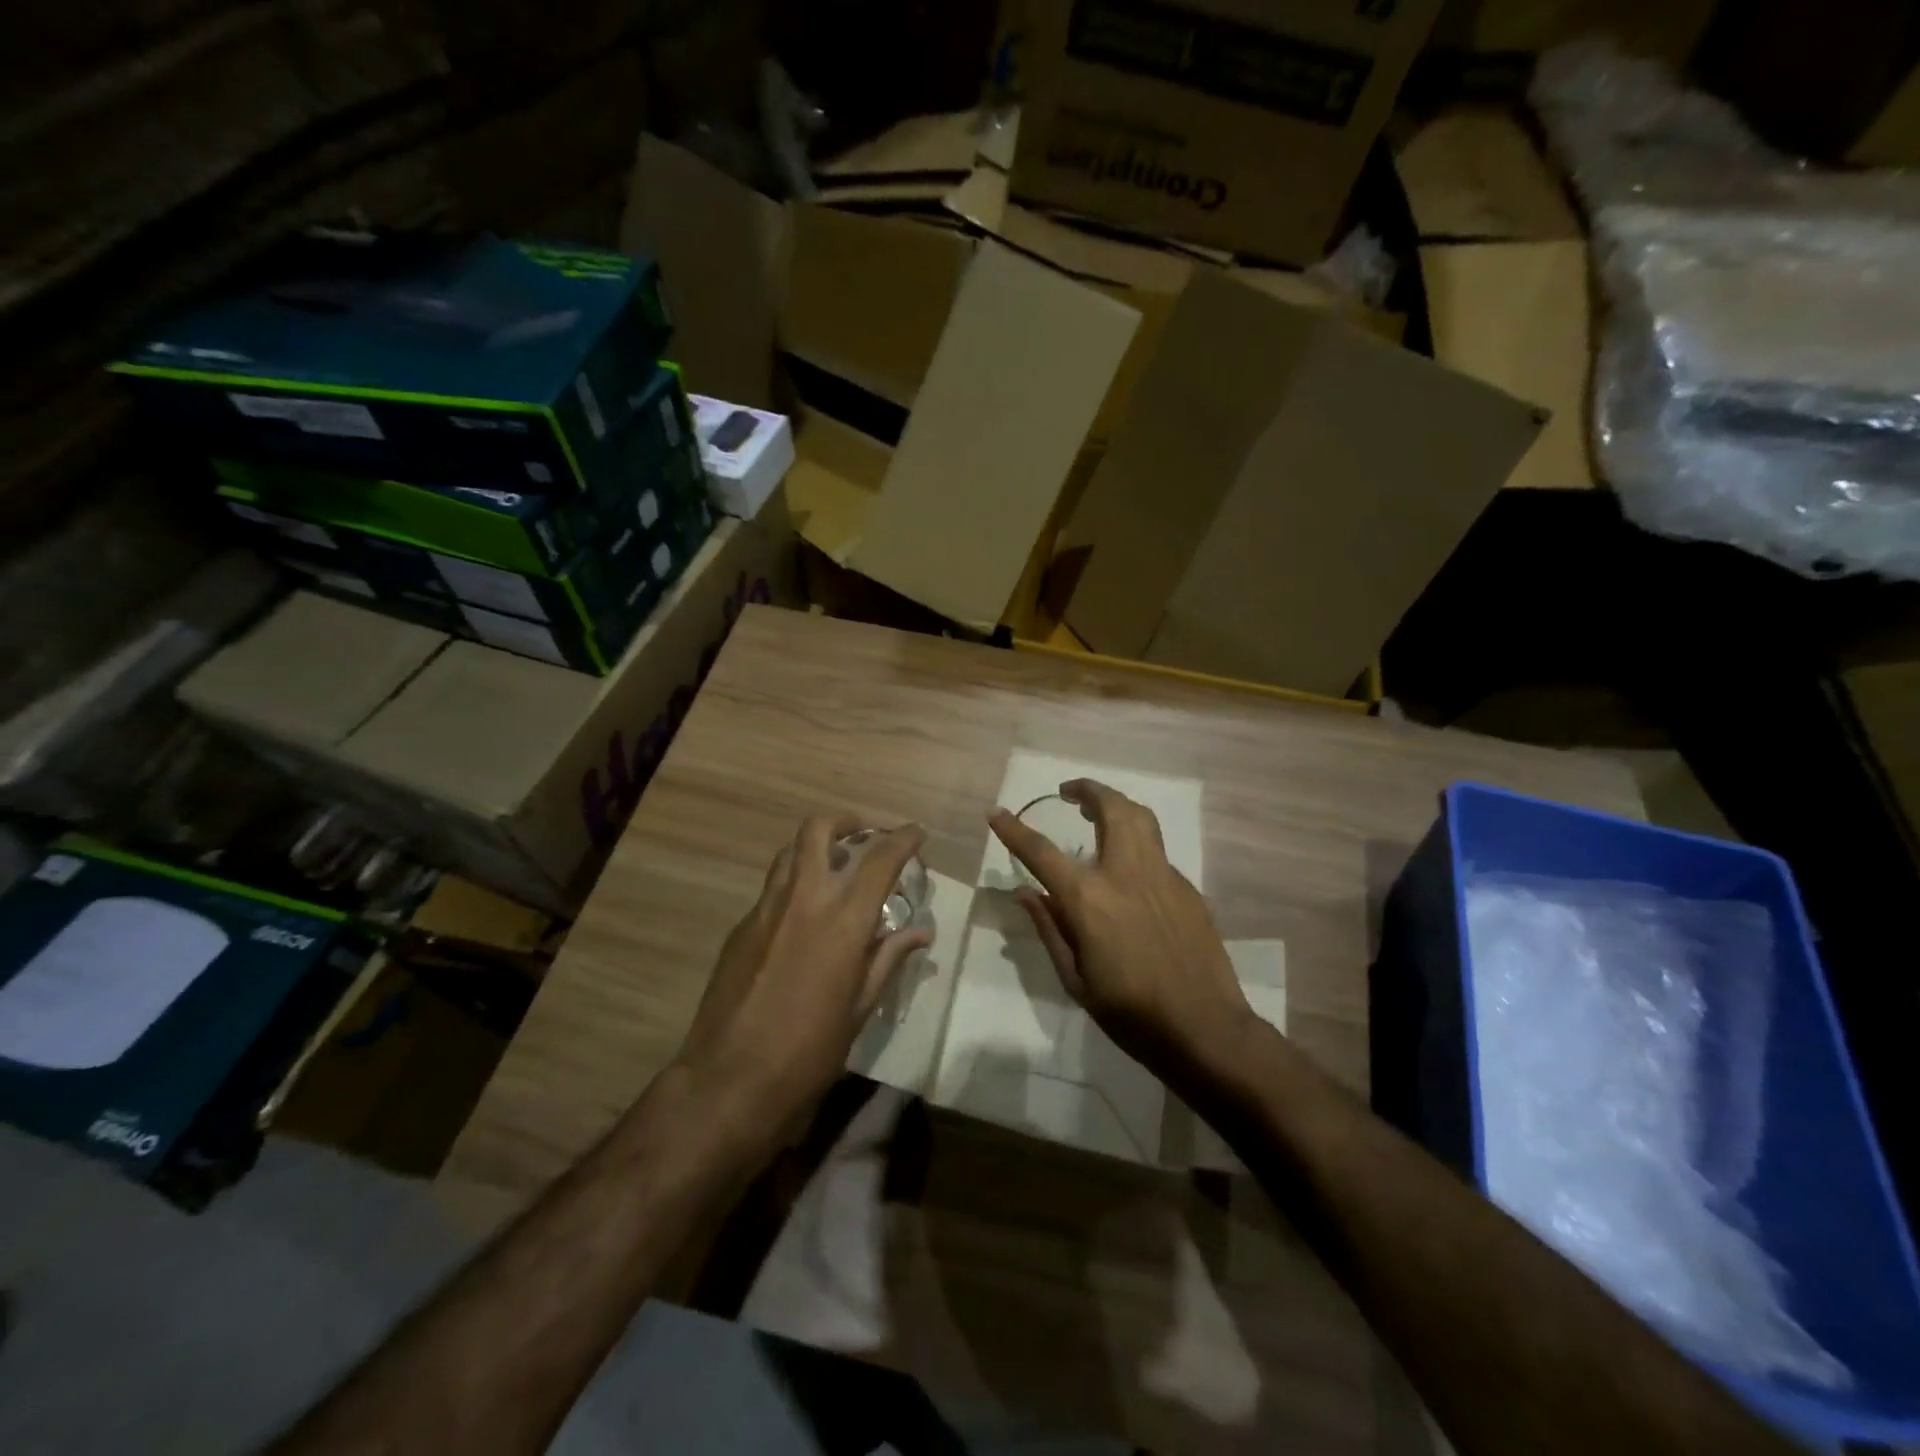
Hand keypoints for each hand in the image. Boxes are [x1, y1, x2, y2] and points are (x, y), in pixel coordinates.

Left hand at [674, 815, 928, 1123]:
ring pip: (789, 854)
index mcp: (842, 921)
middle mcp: (803, 901)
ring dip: (815, 849)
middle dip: (845, 822)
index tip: (916, 833)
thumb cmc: (809, 1052)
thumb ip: (888, 959)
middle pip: (818, 830)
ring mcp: (764, 911)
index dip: (902, 839)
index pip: (880, 860)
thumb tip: (919, 933)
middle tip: (862, 837)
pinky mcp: (739, 928)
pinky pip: (771, 891)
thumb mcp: (860, 1009)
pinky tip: (801, 921)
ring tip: (833, 871)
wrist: (729, 1082)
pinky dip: (793, 888)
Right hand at [988, 780, 1251, 1075]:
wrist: (1204, 1028)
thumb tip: (1025, 892)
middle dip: (1087, 790)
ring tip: (1099, 811)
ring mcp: (1163, 876)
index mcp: (1090, 899)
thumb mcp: (1075, 979)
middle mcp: (1126, 873)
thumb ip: (1050, 927)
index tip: (996, 812)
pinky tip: (1129, 869)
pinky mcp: (1188, 888)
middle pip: (1110, 809)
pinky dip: (1137, 844)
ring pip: (1142, 819)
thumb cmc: (1130, 1012)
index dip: (1015, 830)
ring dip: (1117, 804)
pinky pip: (1157, 852)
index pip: (1042, 852)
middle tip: (1069, 792)